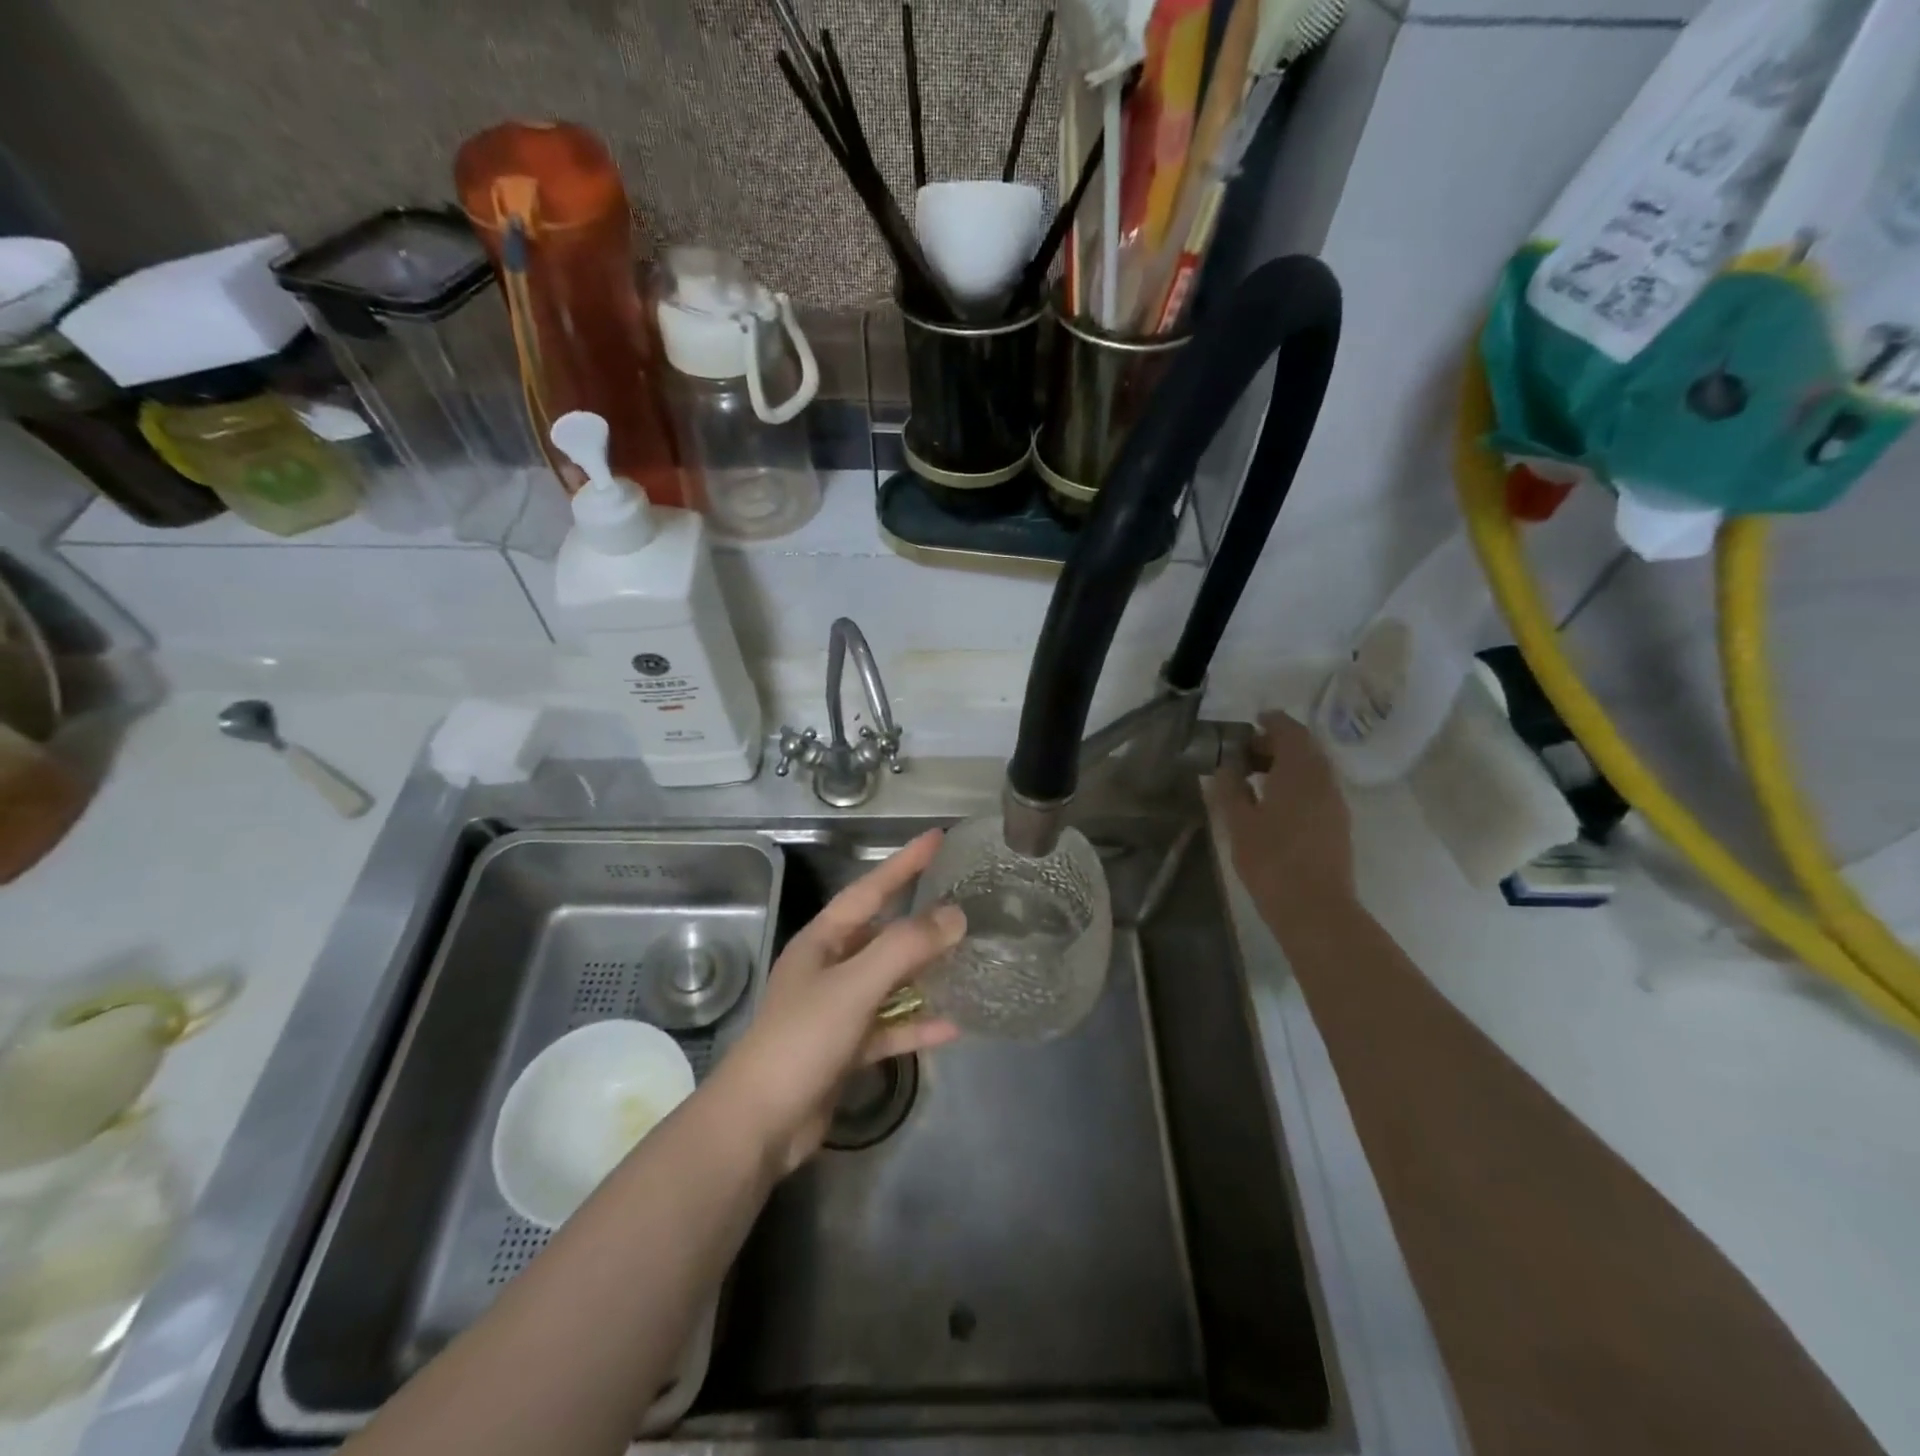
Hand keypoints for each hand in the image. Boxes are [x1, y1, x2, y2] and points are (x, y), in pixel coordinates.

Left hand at [707, 829, 963, 1173]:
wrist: (759, 1124)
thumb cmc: (802, 1040)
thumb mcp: (854, 986)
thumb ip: (904, 948)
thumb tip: (955, 915)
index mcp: (822, 941)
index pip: (870, 889)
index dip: (904, 862)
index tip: (937, 838)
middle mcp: (830, 968)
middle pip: (882, 935)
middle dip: (920, 921)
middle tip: (963, 905)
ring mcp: (838, 1010)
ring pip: (890, 982)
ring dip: (924, 974)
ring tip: (967, 960)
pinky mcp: (846, 1049)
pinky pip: (890, 1028)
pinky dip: (917, 1026)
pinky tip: (953, 1025)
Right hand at [1209, 710, 1354, 912]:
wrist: (1315, 908)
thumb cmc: (1271, 860)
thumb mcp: (1239, 822)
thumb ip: (1231, 788)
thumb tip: (1227, 766)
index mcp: (1299, 771)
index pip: (1290, 731)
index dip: (1272, 722)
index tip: (1252, 721)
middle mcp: (1323, 780)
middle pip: (1304, 748)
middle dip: (1276, 744)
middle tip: (1246, 753)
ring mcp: (1335, 803)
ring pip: (1312, 770)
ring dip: (1287, 765)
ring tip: (1256, 778)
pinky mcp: (1337, 824)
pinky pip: (1316, 789)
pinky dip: (1296, 784)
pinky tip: (1274, 803)